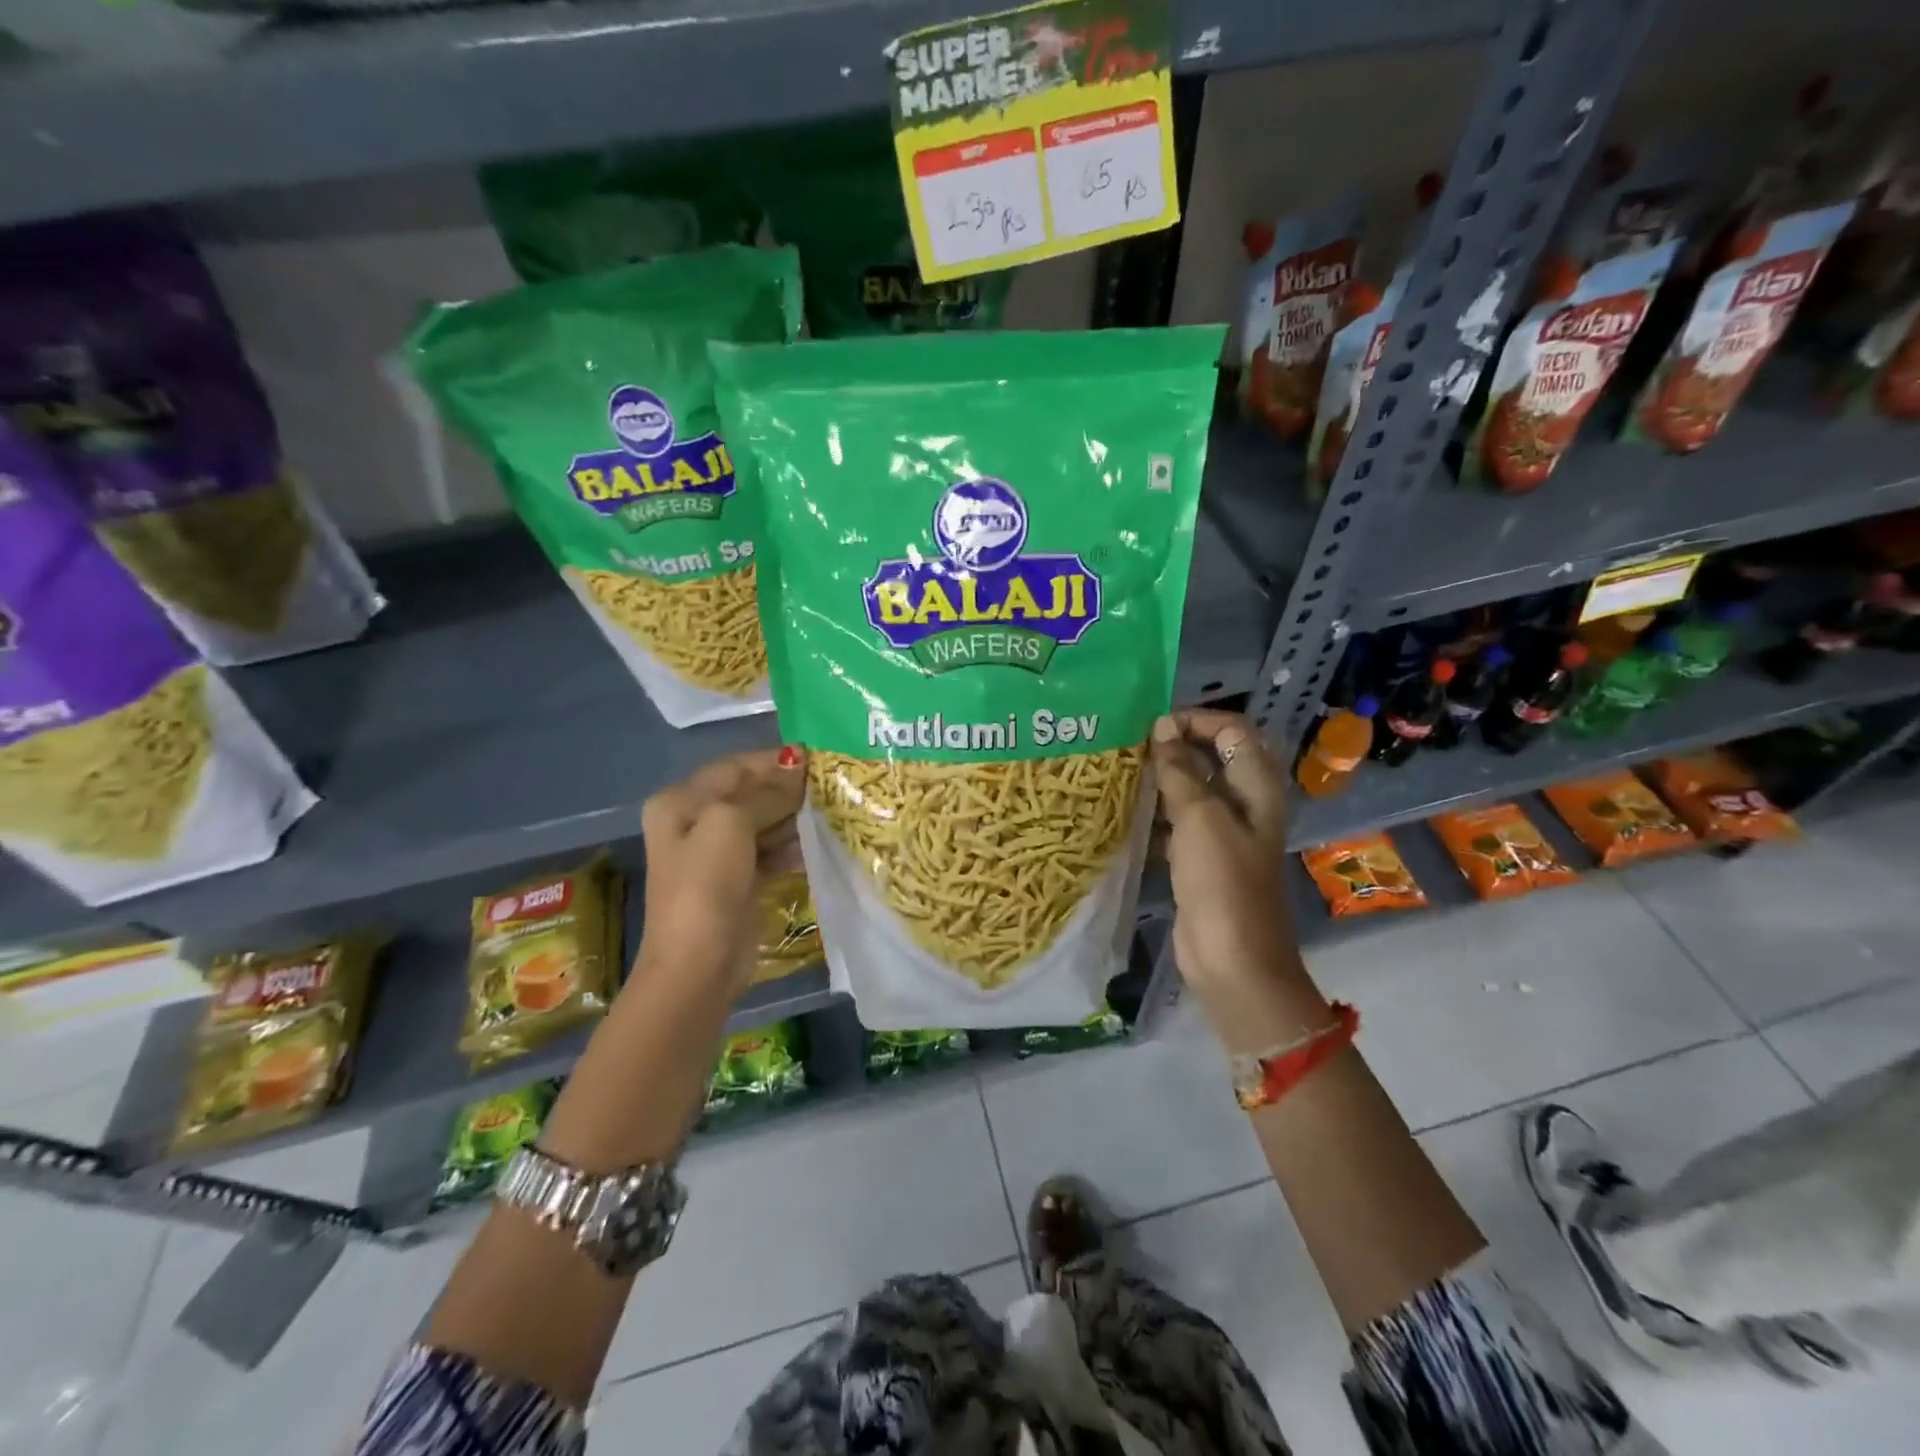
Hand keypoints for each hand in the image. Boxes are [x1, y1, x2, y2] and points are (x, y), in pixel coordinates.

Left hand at [637, 745, 806, 994]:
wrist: (698, 964)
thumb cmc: (706, 885)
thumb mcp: (730, 825)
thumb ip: (766, 794)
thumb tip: (797, 767)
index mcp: (680, 802)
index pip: (733, 767)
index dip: (772, 760)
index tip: (815, 756)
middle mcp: (695, 823)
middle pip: (749, 793)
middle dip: (787, 787)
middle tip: (831, 782)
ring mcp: (717, 854)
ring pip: (763, 822)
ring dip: (794, 815)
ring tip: (833, 807)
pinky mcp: (739, 880)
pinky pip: (770, 851)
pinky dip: (792, 845)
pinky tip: (821, 840)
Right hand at [1150, 712, 1315, 1039]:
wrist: (1232, 960)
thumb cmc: (1222, 883)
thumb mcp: (1200, 818)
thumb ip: (1180, 770)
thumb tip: (1162, 728)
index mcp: (1256, 787)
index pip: (1232, 731)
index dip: (1196, 721)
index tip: (1153, 727)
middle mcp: (1243, 804)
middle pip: (1211, 758)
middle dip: (1174, 747)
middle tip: (1130, 746)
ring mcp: (1222, 833)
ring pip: (1191, 790)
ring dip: (1161, 779)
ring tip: (1121, 772)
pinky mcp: (1201, 859)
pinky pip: (1177, 822)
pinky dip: (1156, 813)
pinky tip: (1125, 812)